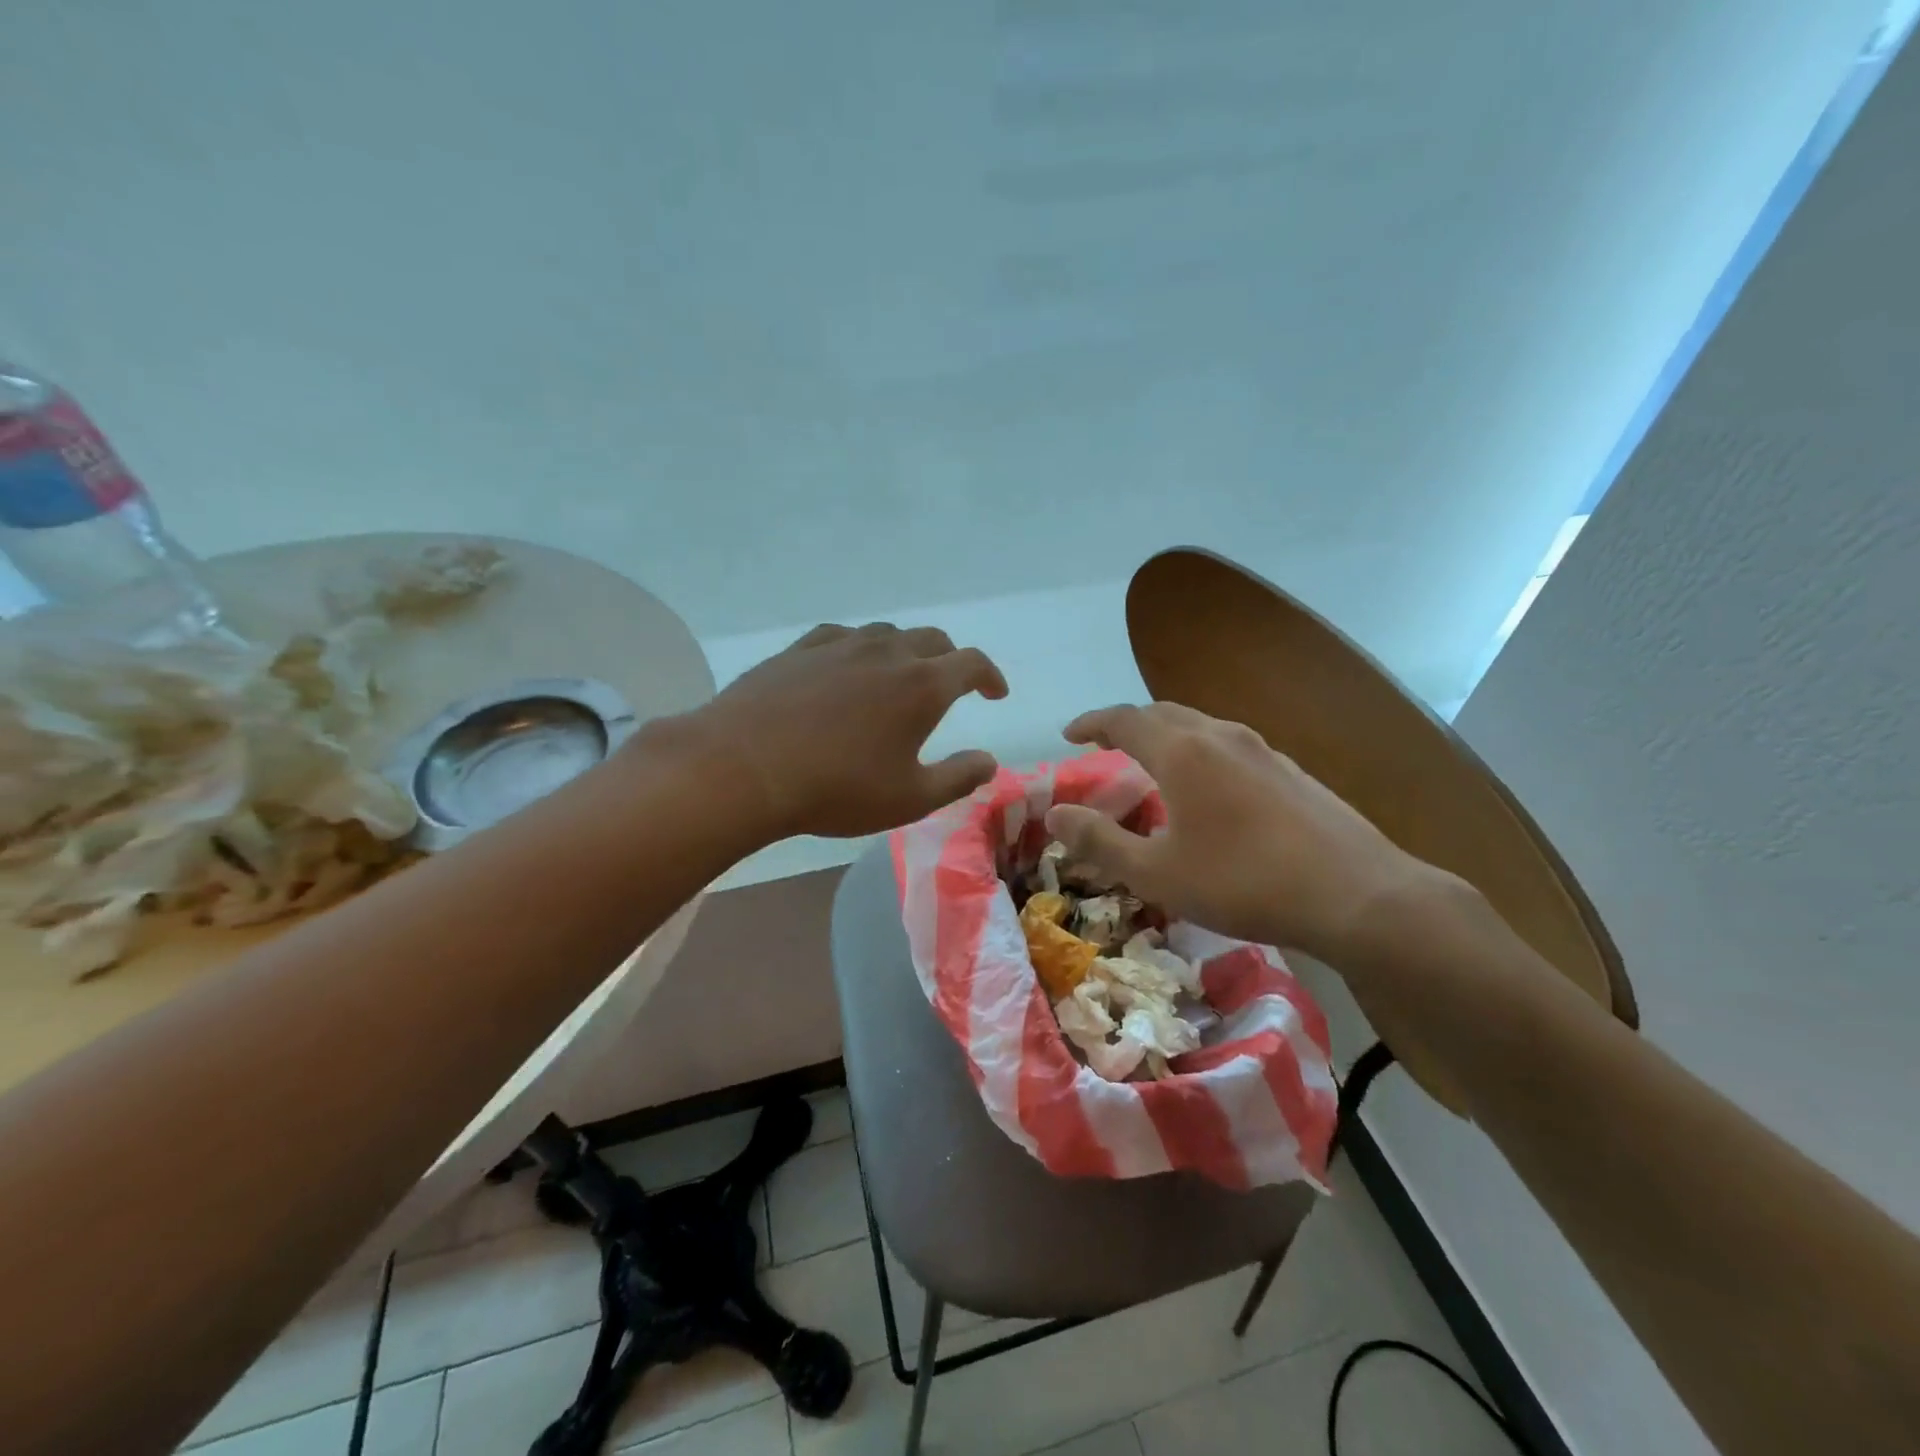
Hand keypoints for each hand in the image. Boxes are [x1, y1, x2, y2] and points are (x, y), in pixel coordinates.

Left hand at [678, 623, 1008, 841]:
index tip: (995, 693)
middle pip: (932, 639)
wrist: (744, 767)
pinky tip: (846, 668)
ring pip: (886, 634)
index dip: (990, 675)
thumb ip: (958, 777)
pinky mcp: (799, 649)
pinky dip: (859, 649)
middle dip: (950, 659)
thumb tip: (989, 761)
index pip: (971, 663)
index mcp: (922, 685)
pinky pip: (841, 637)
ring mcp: (839, 645)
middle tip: (951, 684)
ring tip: (899, 676)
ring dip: (904, 651)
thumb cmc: (837, 788)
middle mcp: (886, 652)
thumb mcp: (909, 798)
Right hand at [1044, 702, 1444, 961]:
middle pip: (1163, 713)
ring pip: (1200, 725)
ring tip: (1152, 762)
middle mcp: (1220, 736)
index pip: (1124, 719)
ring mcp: (1262, 749)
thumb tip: (1054, 813)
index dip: (1091, 723)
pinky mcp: (1290, 770)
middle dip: (1127, 723)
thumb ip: (1100, 841)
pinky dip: (1200, 751)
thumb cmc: (1243, 882)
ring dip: (1166, 735)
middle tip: (1105, 744)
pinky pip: (1229, 744)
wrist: (1356, 894)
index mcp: (1182, 752)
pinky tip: (1209, 787)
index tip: (1069, 734)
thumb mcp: (1157, 873)